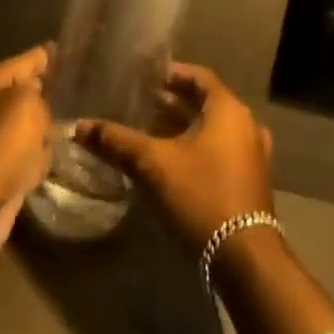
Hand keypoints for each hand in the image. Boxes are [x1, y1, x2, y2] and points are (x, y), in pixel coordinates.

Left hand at [0, 45, 53, 268]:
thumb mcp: (27, 104)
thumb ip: (41, 96)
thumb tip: (41, 108)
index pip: (26, 60)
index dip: (47, 55)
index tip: (65, 48)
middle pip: (27, 93)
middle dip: (49, 93)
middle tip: (79, 90)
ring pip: (30, 127)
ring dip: (47, 130)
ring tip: (74, 122)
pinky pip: (28, 157)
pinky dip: (39, 160)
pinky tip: (54, 158)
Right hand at [75, 62, 273, 252]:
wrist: (245, 260)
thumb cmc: (202, 196)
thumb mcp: (153, 165)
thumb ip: (117, 142)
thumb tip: (79, 127)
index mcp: (229, 110)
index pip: (199, 77)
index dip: (171, 73)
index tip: (144, 77)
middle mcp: (247, 126)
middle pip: (206, 103)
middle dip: (174, 102)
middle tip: (142, 102)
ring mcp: (253, 156)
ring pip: (214, 130)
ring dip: (185, 127)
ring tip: (153, 129)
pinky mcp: (250, 183)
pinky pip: (222, 152)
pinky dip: (198, 149)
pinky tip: (173, 162)